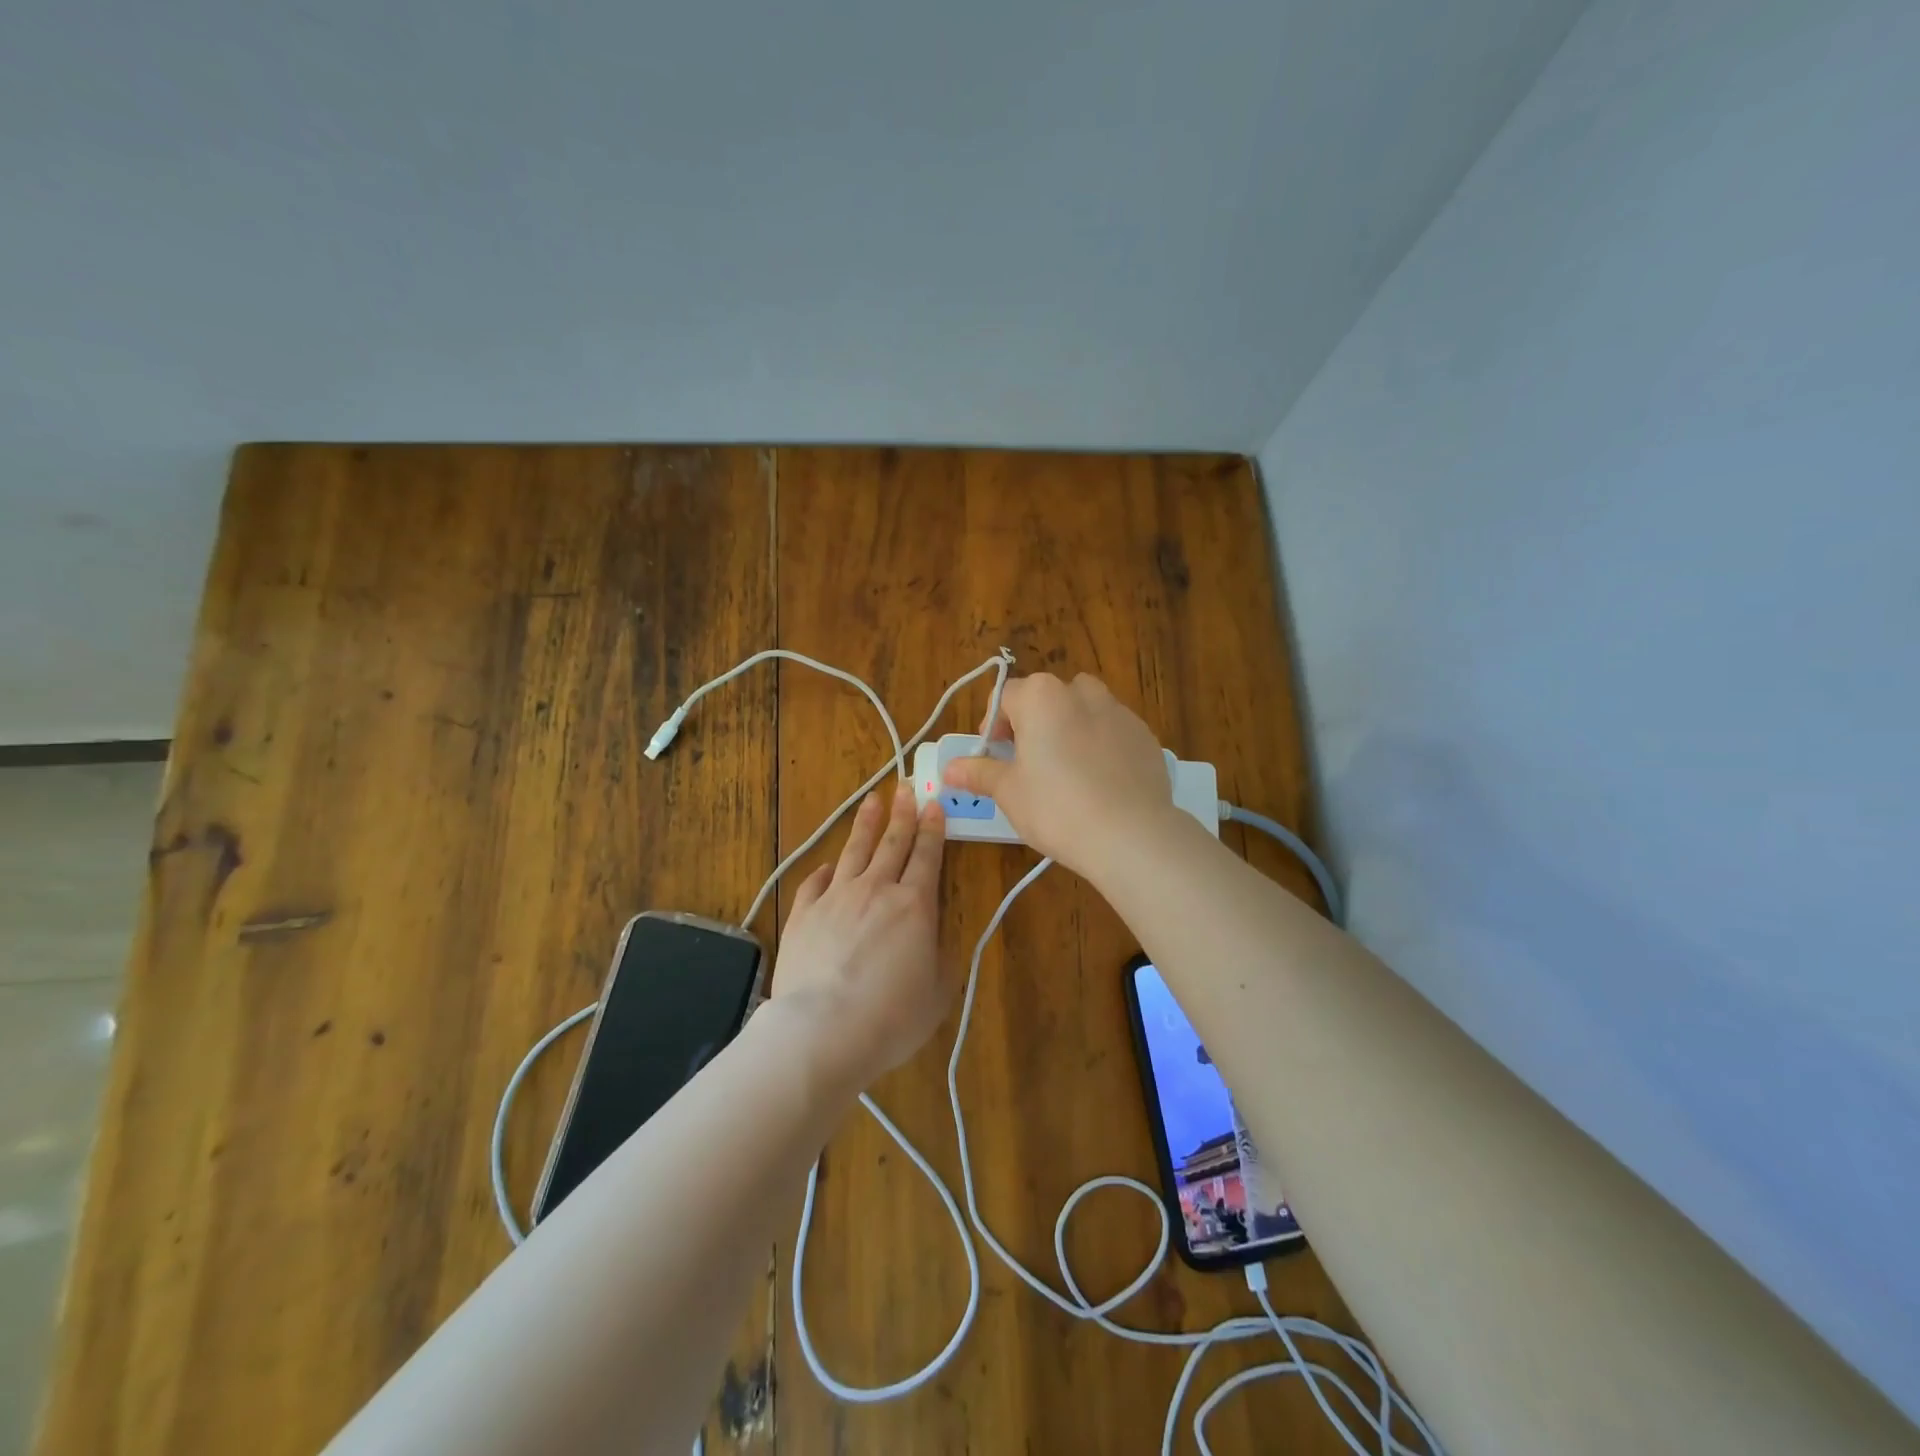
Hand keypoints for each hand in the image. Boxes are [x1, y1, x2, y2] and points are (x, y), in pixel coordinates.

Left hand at [771, 784, 948, 1085]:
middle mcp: (875, 890)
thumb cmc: (892, 1017)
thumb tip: (937, 934)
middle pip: (892, 842)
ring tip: (872, 800)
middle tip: (906, 787)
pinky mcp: (803, 913)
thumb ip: (942, 956)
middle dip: (902, 813)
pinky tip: (829, 864)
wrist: (823, 1030)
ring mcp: (835, 897)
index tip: (934, 804)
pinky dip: (826, 870)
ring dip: (866, 824)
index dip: (933, 828)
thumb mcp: (938, 991)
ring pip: (855, 851)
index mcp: (914, 905)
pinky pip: (816, 881)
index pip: (927, 855)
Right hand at [941, 672, 1174, 877]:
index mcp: (1041, 697)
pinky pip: (1113, 732)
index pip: (1005, 696)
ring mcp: (1119, 712)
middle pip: (1047, 698)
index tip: (994, 756)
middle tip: (1027, 765)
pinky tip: (1099, 784)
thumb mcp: (1008, 792)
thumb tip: (949, 768)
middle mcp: (1081, 692)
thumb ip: (978, 773)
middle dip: (1033, 724)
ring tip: (1066, 772)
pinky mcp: (1145, 736)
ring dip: (1069, 729)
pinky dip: (1101, 747)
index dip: (992, 725)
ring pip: (1084, 710)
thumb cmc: (1056, 807)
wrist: (1130, 834)